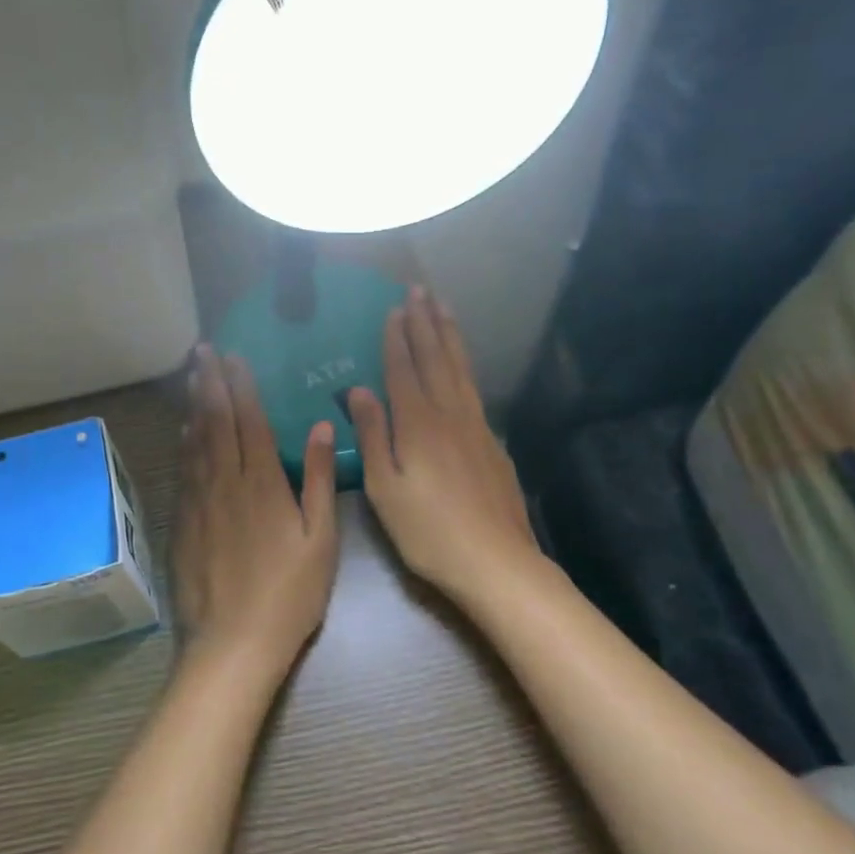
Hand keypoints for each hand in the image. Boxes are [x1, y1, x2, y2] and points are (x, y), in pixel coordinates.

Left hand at [174, 346, 339, 679]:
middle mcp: (226, 481)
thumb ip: (320, 480)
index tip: (233, 356)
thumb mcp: (320, 540)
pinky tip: (184, 429)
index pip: (250, 420)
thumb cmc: (288, 594)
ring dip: (194, 404)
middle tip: (203, 350)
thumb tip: (322, 427)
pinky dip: (184, 442)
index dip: (241, 385)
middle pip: (216, 421)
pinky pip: (183, 469)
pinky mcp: (182, 521)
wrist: (233, 642)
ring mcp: (199, 500)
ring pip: (195, 440)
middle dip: (210, 381)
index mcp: (263, 483)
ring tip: (192, 375)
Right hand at [348, 288, 540, 603]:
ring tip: (444, 309)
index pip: (403, 369)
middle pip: (436, 358)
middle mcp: (449, 414)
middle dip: (426, 323)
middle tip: (420, 290)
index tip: (394, 308)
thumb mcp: (384, 487)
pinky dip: (465, 366)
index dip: (397, 337)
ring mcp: (476, 427)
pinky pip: (474, 389)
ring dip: (450, 336)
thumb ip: (371, 435)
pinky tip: (462, 366)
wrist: (497, 562)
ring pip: (460, 369)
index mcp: (417, 423)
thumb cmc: (428, 530)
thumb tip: (357, 390)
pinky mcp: (493, 443)